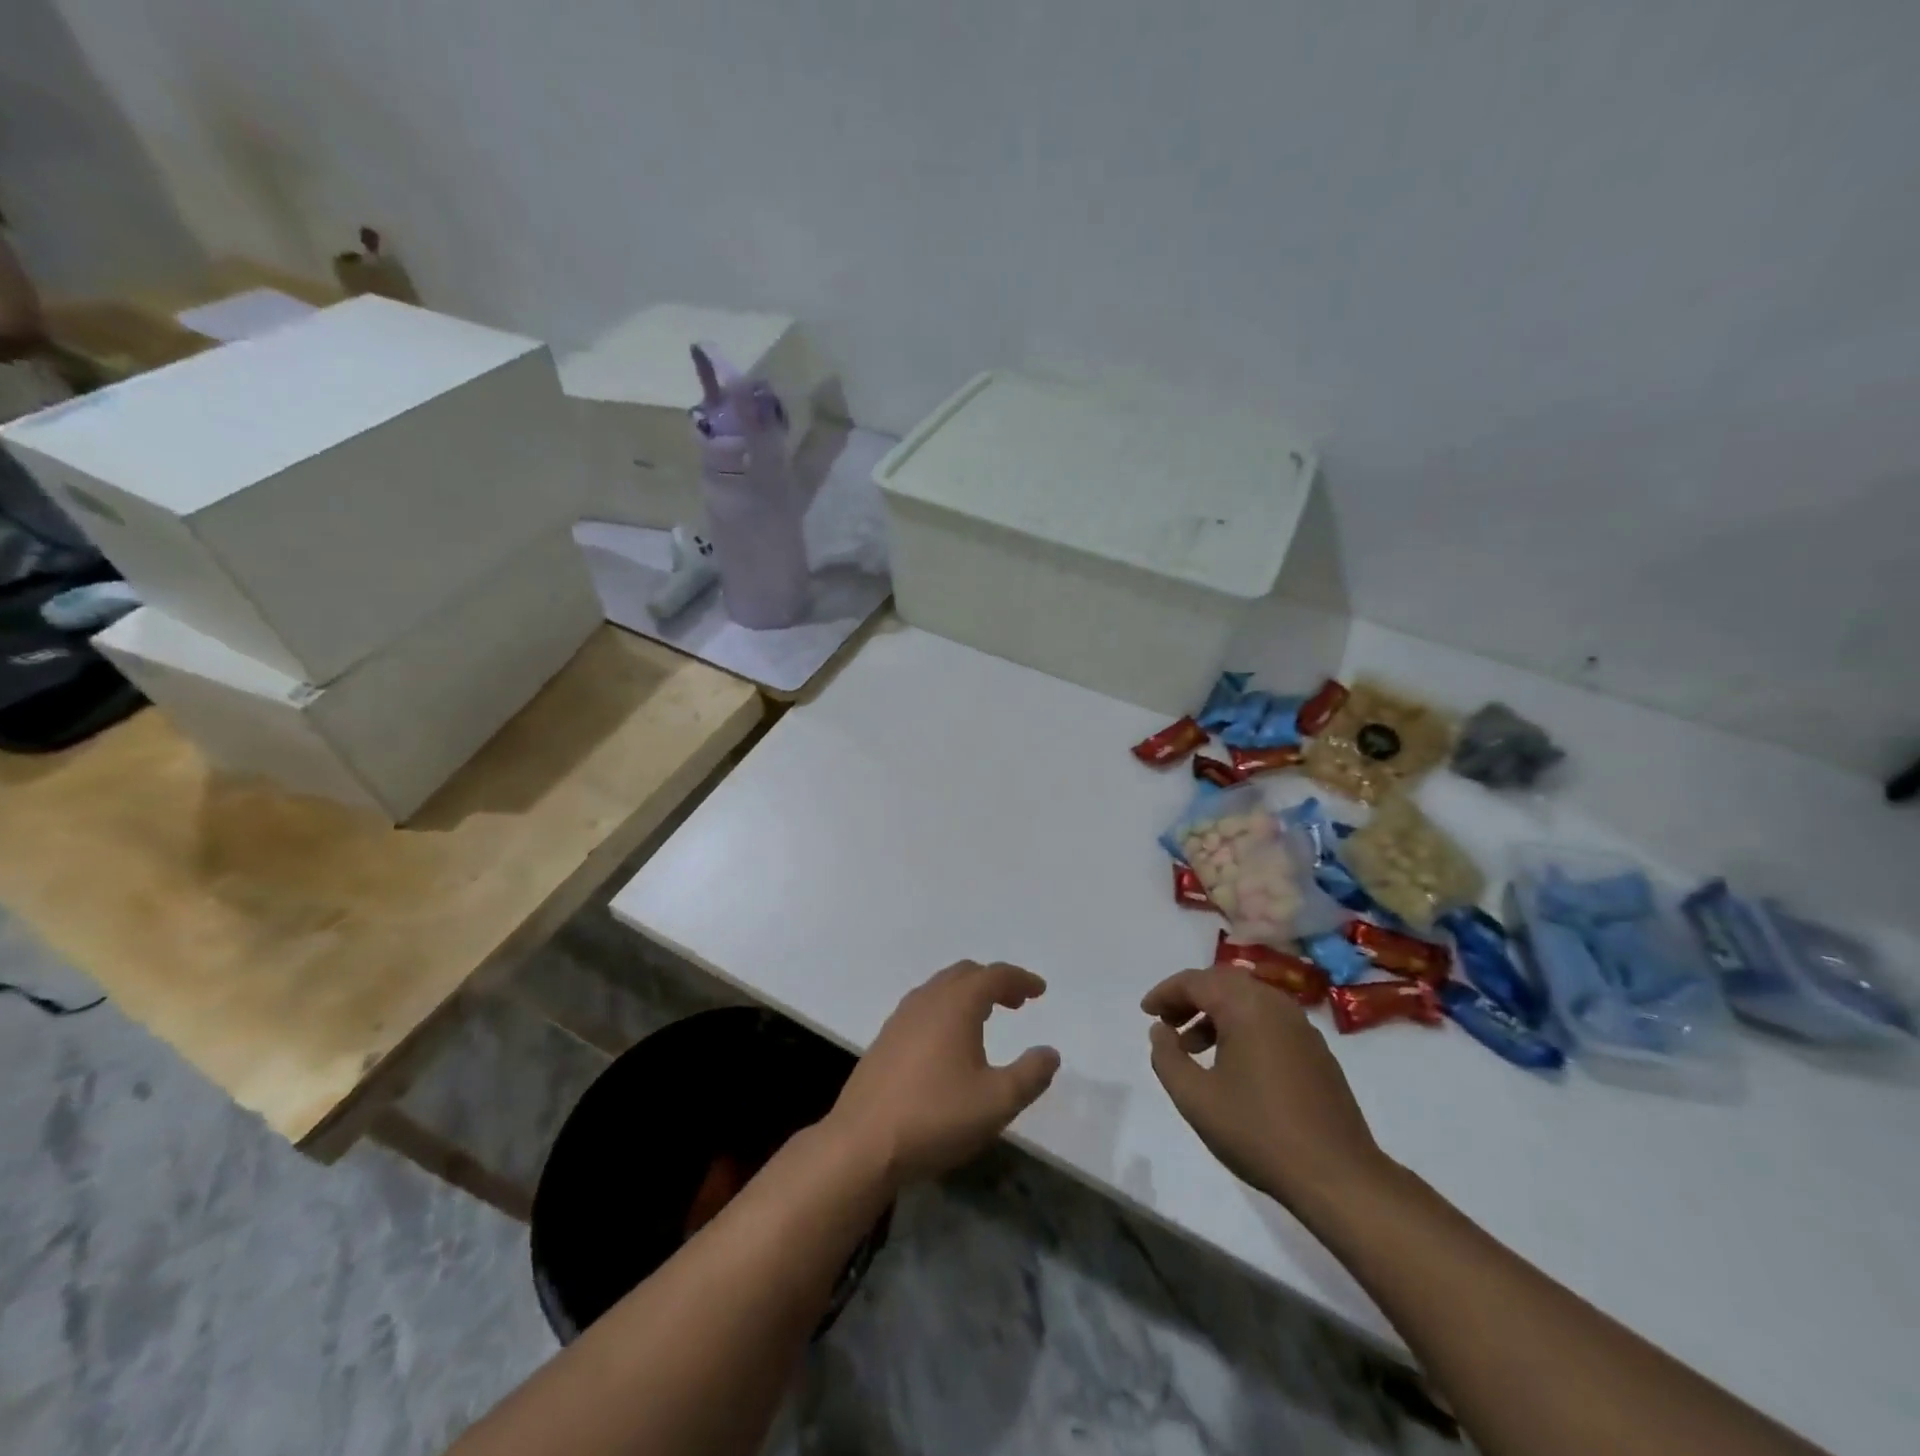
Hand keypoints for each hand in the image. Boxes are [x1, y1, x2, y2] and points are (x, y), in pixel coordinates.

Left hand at [827, 961, 1060, 1187]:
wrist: (862, 1144)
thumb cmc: (935, 1118)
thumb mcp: (997, 1102)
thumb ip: (1030, 1075)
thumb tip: (1049, 1053)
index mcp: (955, 1004)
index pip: (994, 976)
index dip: (1020, 979)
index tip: (1040, 990)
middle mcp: (927, 1000)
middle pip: (965, 974)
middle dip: (994, 982)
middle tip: (1017, 1002)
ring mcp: (901, 1018)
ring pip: (941, 988)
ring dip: (968, 994)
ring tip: (987, 1018)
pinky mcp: (885, 1039)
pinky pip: (924, 1007)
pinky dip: (946, 1008)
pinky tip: (950, 1041)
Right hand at [1143, 966, 1393, 1219]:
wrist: (1338, 1177)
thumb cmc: (1258, 1131)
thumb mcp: (1195, 1098)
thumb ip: (1166, 1057)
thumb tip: (1160, 1030)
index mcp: (1247, 1006)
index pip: (1196, 981)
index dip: (1165, 993)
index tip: (1146, 1012)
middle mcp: (1276, 1004)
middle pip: (1223, 983)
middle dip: (1190, 998)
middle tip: (1166, 1023)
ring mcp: (1302, 1027)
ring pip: (1248, 1002)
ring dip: (1215, 1014)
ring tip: (1192, 1048)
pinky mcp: (1317, 1052)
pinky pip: (1269, 1022)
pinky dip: (1241, 1028)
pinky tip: (1231, 1065)